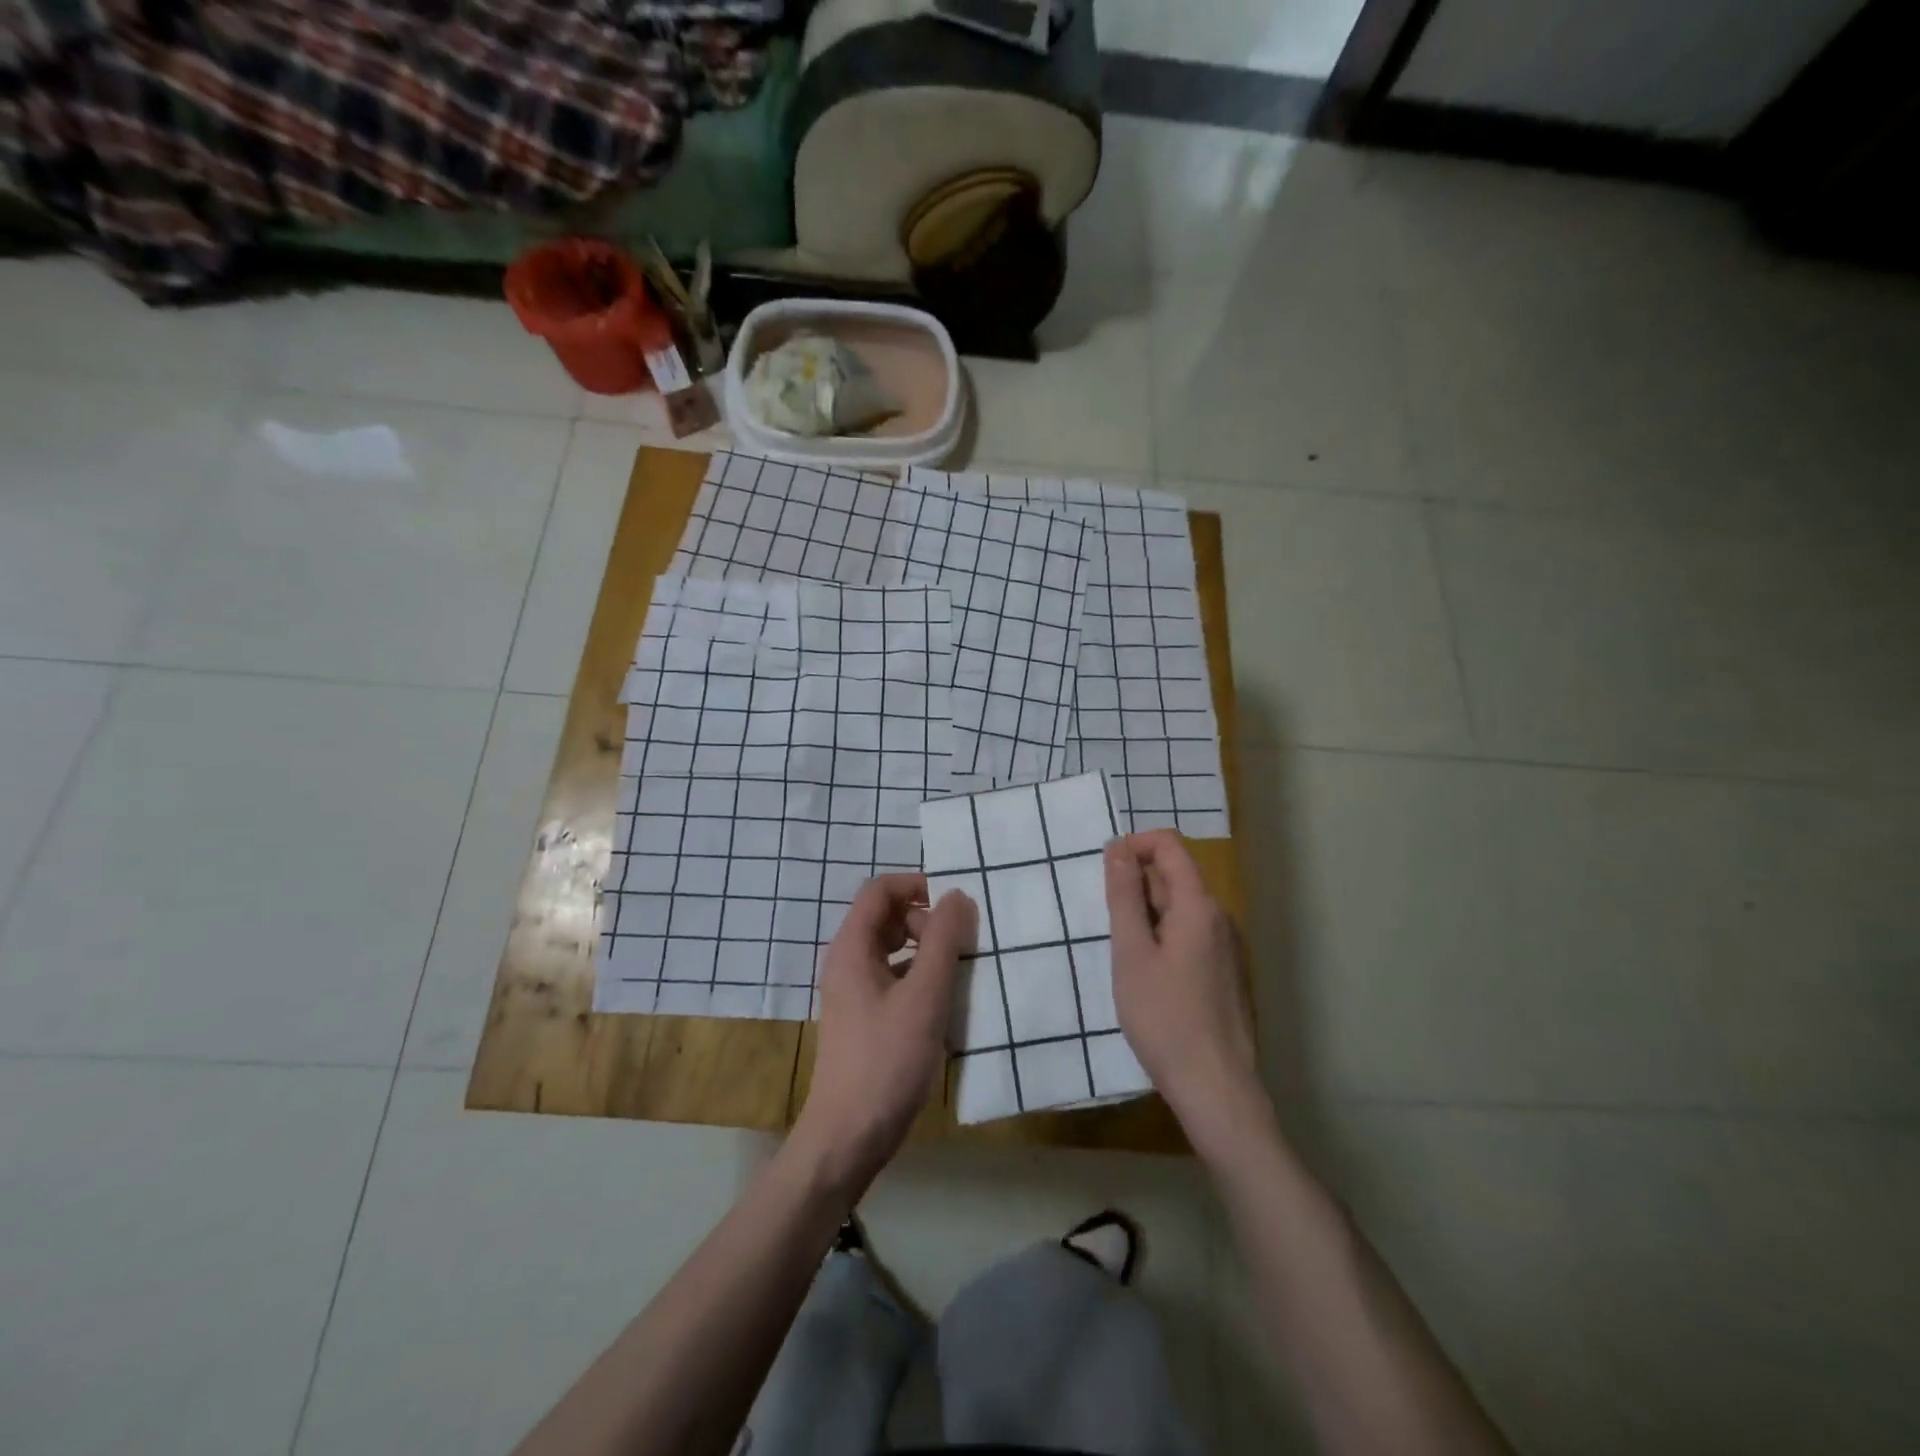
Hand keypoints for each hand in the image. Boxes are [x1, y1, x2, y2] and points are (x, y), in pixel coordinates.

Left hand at [790, 874, 974, 1197]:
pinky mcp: (865, 1018)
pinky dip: (920, 977)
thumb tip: (957, 895)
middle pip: (887, 916)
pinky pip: (895, 978)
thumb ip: (942, 941)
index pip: (880, 890)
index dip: (917, 884)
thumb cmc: (886, 1061)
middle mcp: (848, 962)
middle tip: (960, 943)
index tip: (955, 901)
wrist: (848, 1137)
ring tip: (960, 969)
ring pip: (893, 949)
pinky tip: (945, 1001)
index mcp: (852, 948)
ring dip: (926, 949)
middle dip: (926, 919)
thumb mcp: (924, 997)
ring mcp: (854, 992)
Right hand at [1105, 831, 1266, 1146]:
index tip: (1104, 872)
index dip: (1133, 845)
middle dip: (1137, 884)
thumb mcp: (1131, 953)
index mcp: (1199, 906)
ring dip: (1148, 913)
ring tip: (1125, 955)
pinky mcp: (1225, 971)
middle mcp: (1220, 917)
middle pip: (1175, 874)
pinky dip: (1163, 936)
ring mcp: (1227, 946)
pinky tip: (1149, 976)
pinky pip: (1191, 933)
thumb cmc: (1164, 1018)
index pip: (1169, 845)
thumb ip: (1124, 896)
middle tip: (1110, 925)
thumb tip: (1117, 848)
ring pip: (1181, 906)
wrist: (1215, 1088)